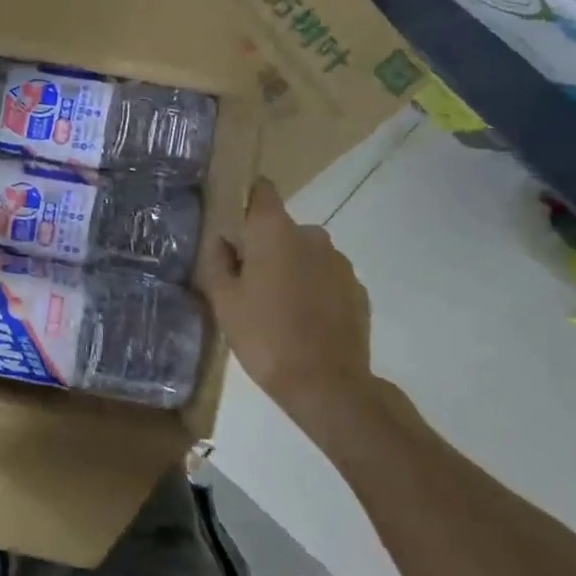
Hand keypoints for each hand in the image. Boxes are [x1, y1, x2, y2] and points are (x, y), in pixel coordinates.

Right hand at [205, 179, 374, 423]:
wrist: (327, 386)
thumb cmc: (264, 335)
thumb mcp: (223, 299)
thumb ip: (217, 260)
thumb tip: (222, 241)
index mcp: (274, 230)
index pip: (261, 190)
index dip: (246, 199)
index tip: (232, 222)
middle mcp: (311, 235)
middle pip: (281, 227)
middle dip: (265, 245)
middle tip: (247, 279)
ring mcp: (339, 262)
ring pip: (305, 253)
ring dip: (290, 268)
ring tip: (276, 305)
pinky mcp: (358, 290)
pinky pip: (326, 278)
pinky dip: (313, 289)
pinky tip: (302, 320)